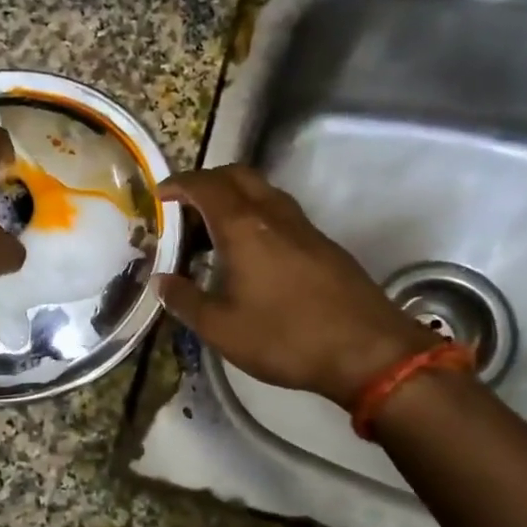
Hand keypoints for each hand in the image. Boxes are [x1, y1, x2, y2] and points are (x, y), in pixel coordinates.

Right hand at [158, 166, 435, 407]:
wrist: (367, 350)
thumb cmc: (285, 338)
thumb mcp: (222, 328)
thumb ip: (186, 300)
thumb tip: (161, 281)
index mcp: (244, 228)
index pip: (206, 187)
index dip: (179, 184)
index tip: (159, 195)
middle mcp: (274, 216)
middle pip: (238, 176)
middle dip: (207, 182)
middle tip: (184, 207)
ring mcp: (304, 228)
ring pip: (263, 192)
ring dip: (234, 198)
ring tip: (211, 231)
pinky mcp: (323, 245)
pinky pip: (280, 213)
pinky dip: (255, 216)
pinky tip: (248, 253)